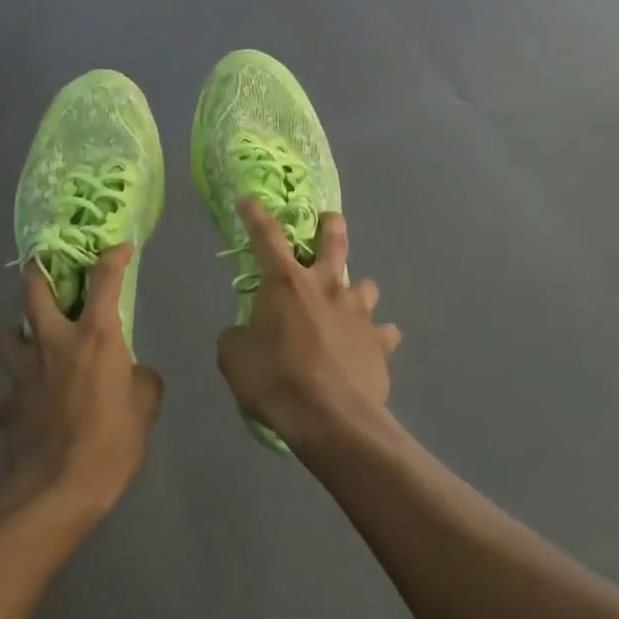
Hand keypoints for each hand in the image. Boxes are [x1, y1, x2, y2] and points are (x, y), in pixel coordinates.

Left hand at [0, 243, 161, 520]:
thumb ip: (141, 379)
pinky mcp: (6, 404)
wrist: (59, 489)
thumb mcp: (145, 407)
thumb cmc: (111, 441)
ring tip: (32, 346)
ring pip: (8, 335)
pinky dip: (9, 396)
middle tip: (47, 274)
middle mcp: (53, 342)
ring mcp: (23, 372)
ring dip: (19, 335)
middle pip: (33, 290)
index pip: (105, 280)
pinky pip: (1, 394)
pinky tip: (20, 405)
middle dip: (38, 273)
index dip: (113, 257)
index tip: (120, 246)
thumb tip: (133, 374)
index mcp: (94, 336)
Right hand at [215, 199, 401, 453]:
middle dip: (330, 226)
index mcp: (286, 282)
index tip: (247, 199)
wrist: (330, 420)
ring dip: (355, 291)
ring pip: (365, 286)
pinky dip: (377, 337)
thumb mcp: (234, 357)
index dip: (254, 214)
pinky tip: (371, 347)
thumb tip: (246, 334)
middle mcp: (326, 286)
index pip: (266, 235)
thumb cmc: (275, 380)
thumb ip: (239, 336)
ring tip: (348, 303)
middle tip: (329, 221)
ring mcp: (358, 313)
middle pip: (334, 241)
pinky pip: (384, 333)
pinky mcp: (380, 343)